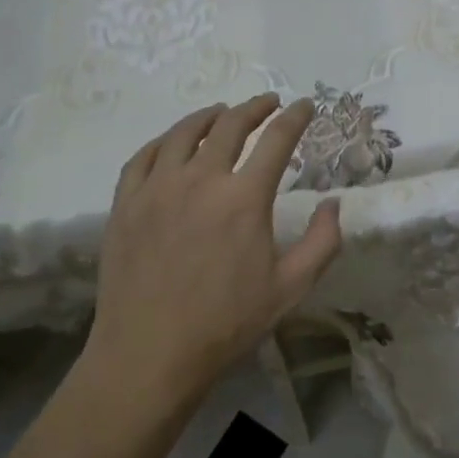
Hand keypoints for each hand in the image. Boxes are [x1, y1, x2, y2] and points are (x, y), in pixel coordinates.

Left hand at [85, 93, 341, 404]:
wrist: (150, 354)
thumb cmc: (226, 324)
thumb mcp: (290, 288)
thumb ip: (322, 242)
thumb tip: (333, 203)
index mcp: (244, 198)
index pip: (277, 139)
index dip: (295, 117)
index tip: (305, 105)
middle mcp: (200, 180)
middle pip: (230, 125)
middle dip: (255, 107)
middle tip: (268, 103)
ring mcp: (157, 188)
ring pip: (184, 132)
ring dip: (209, 116)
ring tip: (221, 112)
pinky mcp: (125, 203)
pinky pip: (143, 157)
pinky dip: (163, 141)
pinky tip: (172, 143)